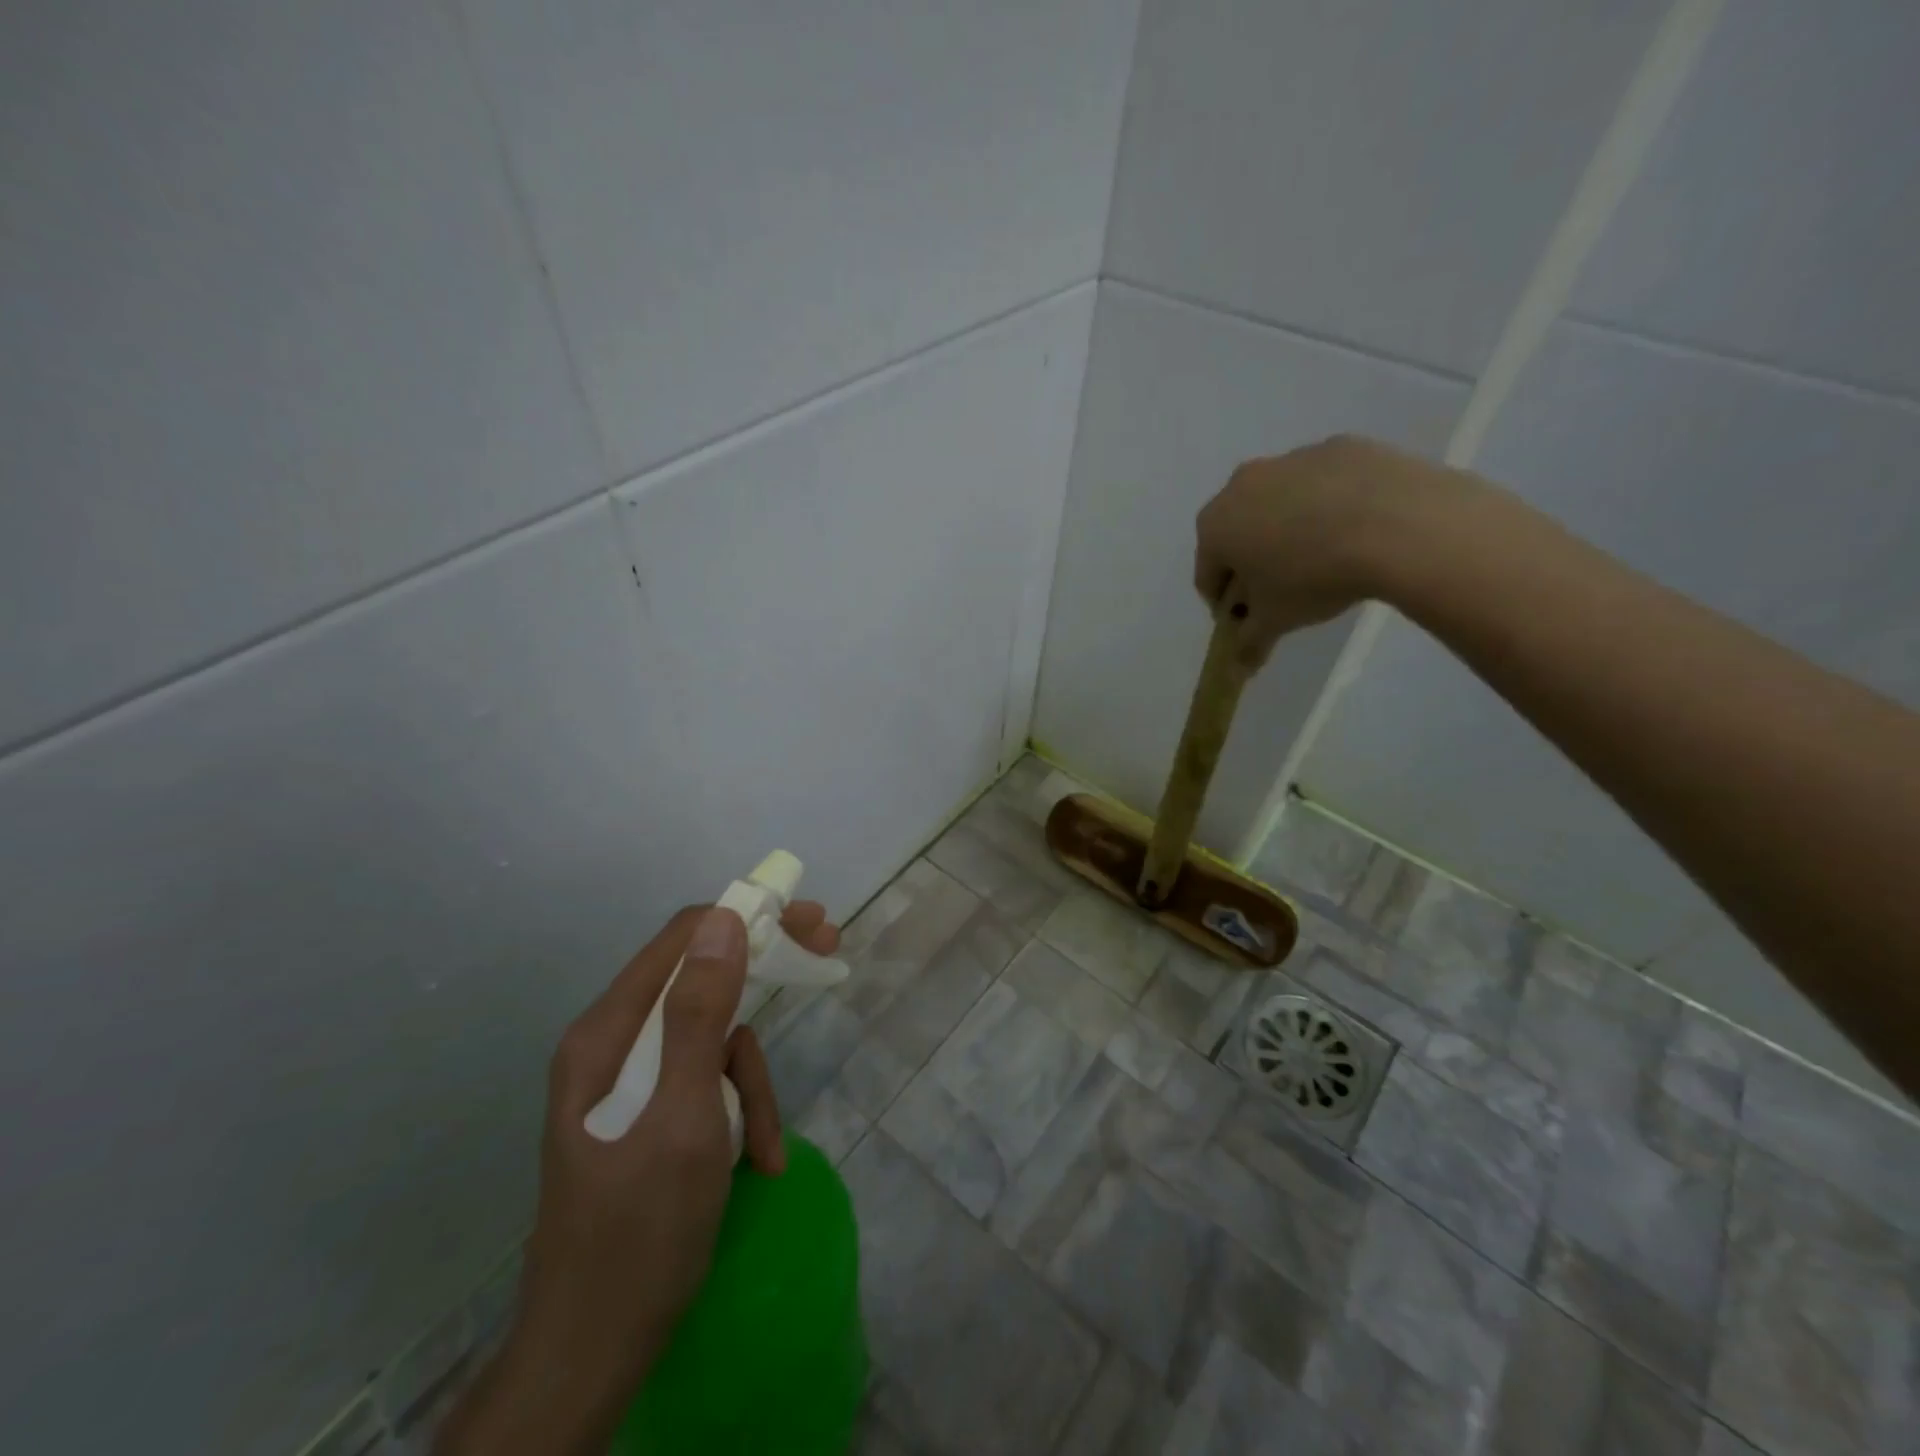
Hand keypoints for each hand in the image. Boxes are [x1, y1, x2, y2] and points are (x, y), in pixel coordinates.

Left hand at [436, 900, 841, 1455]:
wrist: (592, 1353)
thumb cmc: (638, 1233)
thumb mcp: (683, 1118)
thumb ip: (700, 1015)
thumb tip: (725, 918)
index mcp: (608, 1032)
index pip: (684, 938)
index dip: (749, 918)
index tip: (809, 923)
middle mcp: (615, 1043)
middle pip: (702, 979)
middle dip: (764, 978)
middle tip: (827, 952)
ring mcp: (632, 1080)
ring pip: (715, 1040)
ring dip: (751, 1083)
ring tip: (760, 1148)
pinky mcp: (651, 1113)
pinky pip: (708, 1084)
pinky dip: (740, 1113)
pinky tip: (754, 1163)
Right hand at [1194, 434, 1475, 668]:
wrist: (1397, 524)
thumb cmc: (1313, 577)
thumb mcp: (1276, 621)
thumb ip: (1249, 643)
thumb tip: (1239, 666)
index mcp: (1215, 525)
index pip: (1208, 575)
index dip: (1227, 605)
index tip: (1250, 622)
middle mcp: (1242, 484)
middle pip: (1239, 534)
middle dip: (1254, 563)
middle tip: (1285, 592)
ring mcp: (1292, 459)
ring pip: (1281, 505)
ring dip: (1290, 532)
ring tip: (1326, 561)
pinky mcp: (1340, 447)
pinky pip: (1324, 485)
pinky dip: (1330, 507)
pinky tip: (1357, 532)